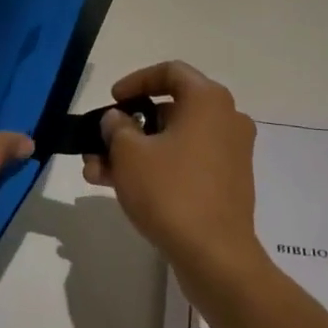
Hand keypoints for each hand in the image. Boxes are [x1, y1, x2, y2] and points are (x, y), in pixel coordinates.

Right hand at [81, 62, 264, 291]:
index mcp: (208, 100)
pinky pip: (187, 162)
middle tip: (99, 141)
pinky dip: (157, 168)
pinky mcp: (228, 183)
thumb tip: (118, 120)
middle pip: (170, 109)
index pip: (170, 72)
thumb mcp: (129, 154)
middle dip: (128, 126)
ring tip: (96, 171)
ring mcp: (230, 153)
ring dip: (135, 152)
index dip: (136, 81)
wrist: (216, 256)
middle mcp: (226, 119)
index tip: (112, 100)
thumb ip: (116, 127)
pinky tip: (121, 188)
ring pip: (174, 141)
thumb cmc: (171, 192)